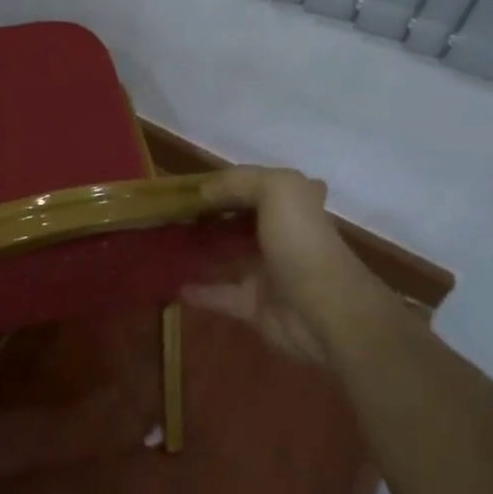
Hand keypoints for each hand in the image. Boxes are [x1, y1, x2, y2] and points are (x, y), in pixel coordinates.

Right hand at [181, 166, 365, 367]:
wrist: (326, 312)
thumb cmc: (302, 243)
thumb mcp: (278, 189)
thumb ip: (240, 181)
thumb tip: (205, 192)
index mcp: (292, 203)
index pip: (255, 184)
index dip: (226, 182)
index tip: (190, 185)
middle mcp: (281, 234)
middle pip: (239, 218)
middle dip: (210, 214)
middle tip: (173, 212)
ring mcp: (267, 271)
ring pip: (228, 254)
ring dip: (202, 248)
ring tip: (166, 240)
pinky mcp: (254, 305)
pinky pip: (220, 294)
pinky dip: (198, 290)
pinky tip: (172, 282)